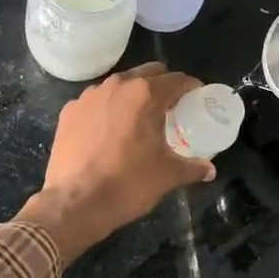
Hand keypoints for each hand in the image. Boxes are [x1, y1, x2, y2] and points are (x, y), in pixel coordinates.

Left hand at [17, 63, 213, 262]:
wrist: (75, 203)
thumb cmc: (128, 184)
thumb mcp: (167, 175)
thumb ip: (192, 167)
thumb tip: (209, 170)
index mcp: (145, 94)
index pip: (177, 80)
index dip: (191, 87)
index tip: (197, 99)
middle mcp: (117, 86)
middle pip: (148, 74)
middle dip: (163, 86)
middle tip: (172, 108)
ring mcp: (88, 96)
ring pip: (119, 85)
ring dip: (133, 95)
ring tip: (139, 119)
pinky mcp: (69, 111)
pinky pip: (96, 102)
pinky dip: (107, 110)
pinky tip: (109, 132)